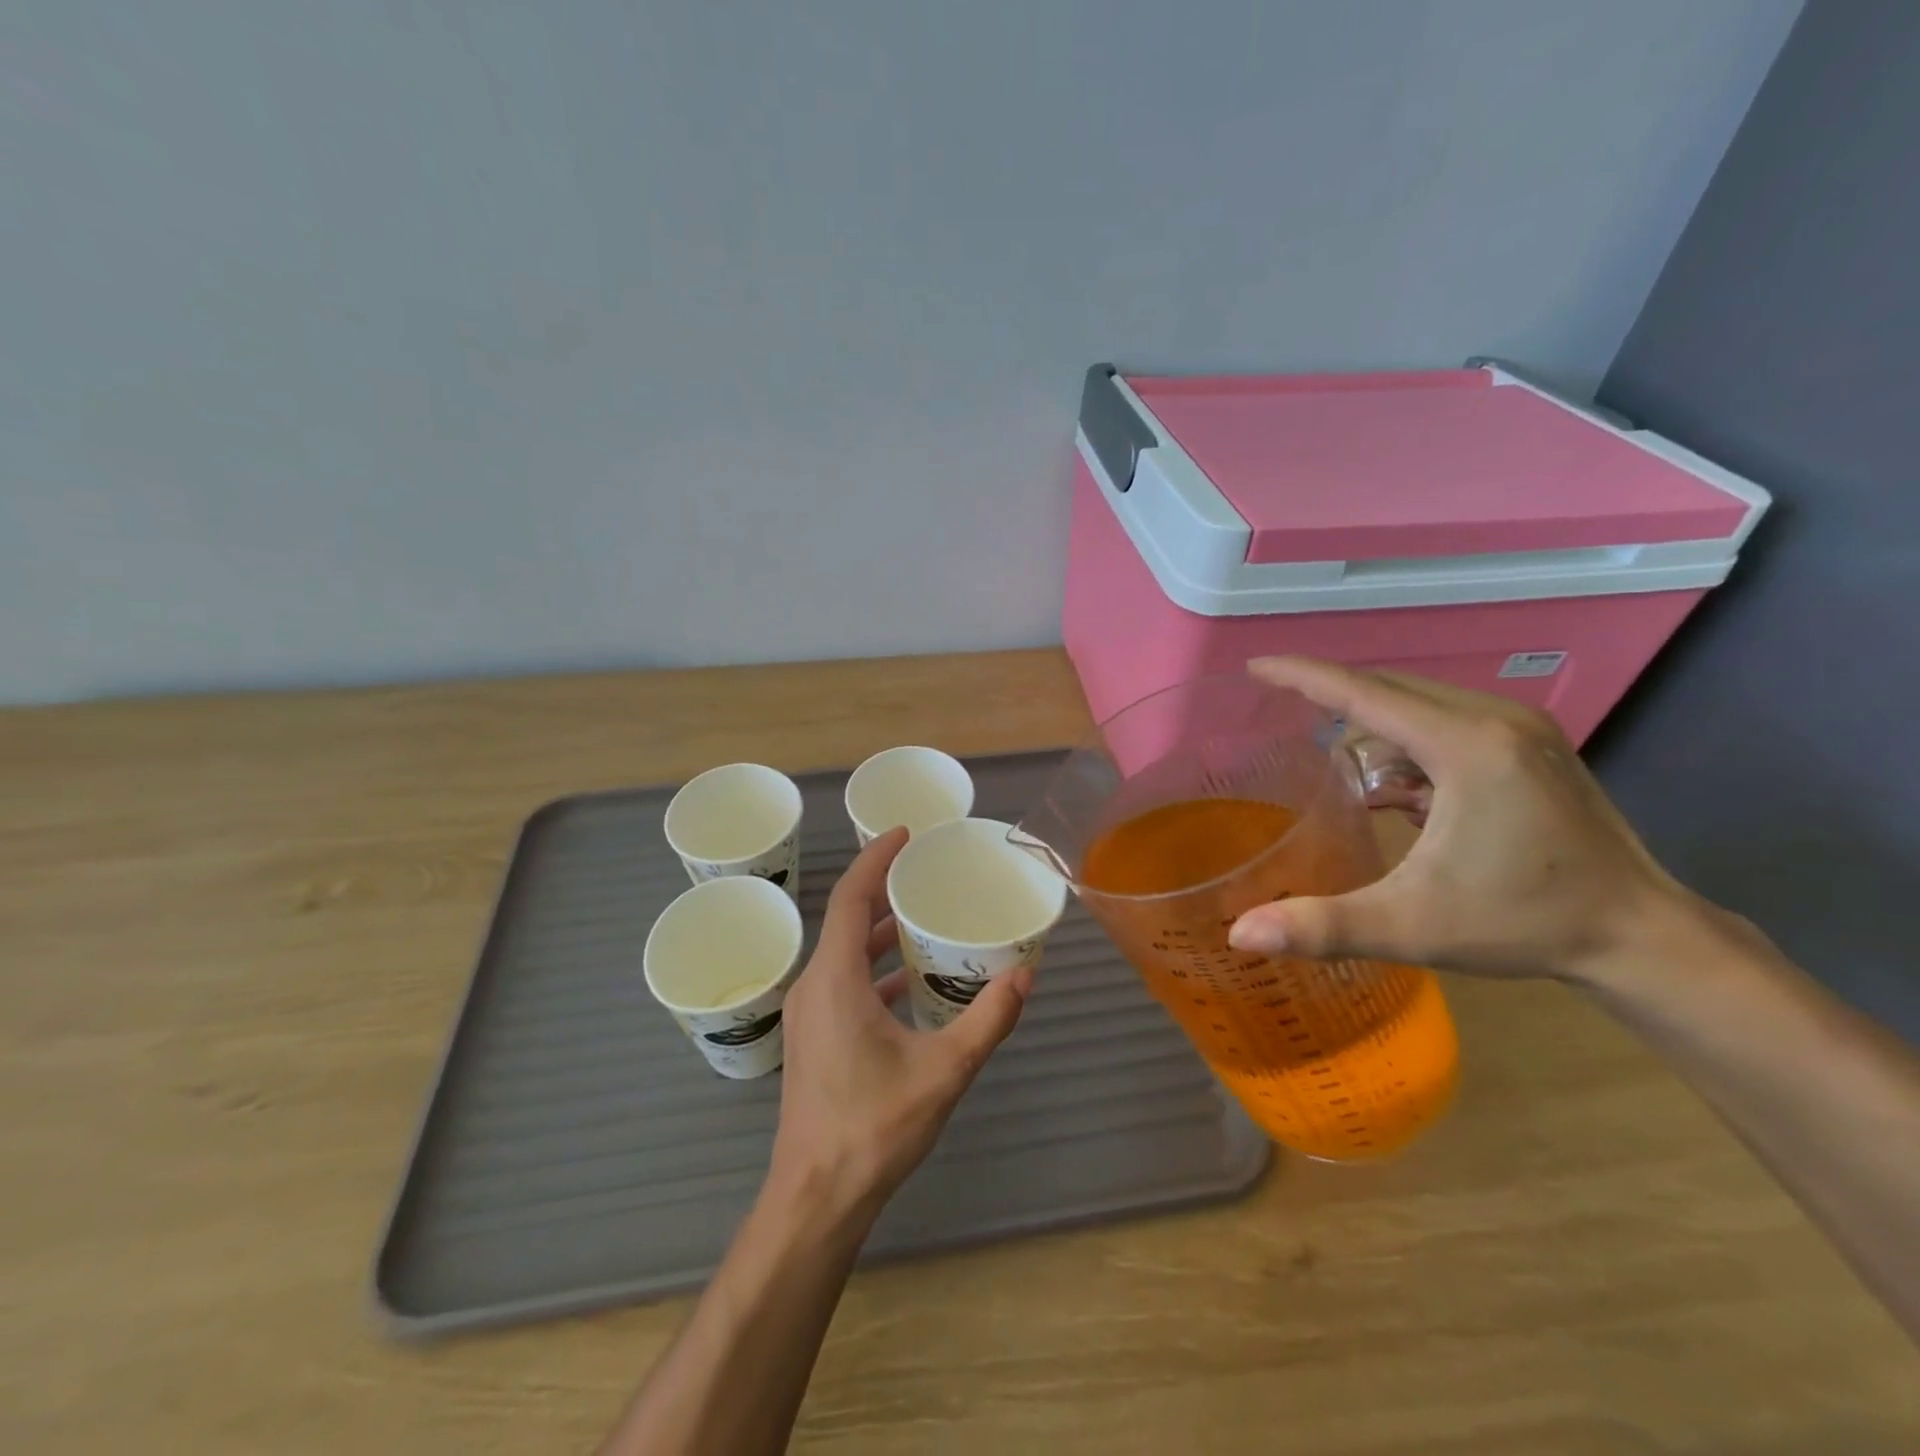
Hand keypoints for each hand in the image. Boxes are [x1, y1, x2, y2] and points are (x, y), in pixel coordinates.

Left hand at [770, 827, 1031, 1220]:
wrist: (815, 1197)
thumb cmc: (874, 1127)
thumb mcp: (944, 1071)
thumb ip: (988, 1020)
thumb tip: (1024, 976)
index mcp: (836, 980)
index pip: (849, 897)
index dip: (875, 859)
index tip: (904, 833)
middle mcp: (815, 986)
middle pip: (845, 918)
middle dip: (882, 889)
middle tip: (926, 873)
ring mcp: (809, 1013)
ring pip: (844, 952)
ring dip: (879, 931)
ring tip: (924, 918)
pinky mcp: (814, 1037)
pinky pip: (843, 981)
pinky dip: (873, 968)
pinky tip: (910, 982)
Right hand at [1228, 657, 1699, 983]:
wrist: (1642, 937)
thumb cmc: (1524, 924)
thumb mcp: (1412, 926)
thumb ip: (1323, 927)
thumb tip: (1240, 935)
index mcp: (1466, 746)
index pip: (1364, 694)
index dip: (1303, 676)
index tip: (1255, 666)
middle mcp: (1495, 720)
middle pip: (1389, 690)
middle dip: (1331, 698)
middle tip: (1278, 714)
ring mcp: (1520, 729)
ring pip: (1418, 705)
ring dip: (1371, 726)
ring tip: (1334, 764)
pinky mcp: (1530, 746)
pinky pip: (1446, 723)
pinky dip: (1406, 744)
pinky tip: (1394, 789)